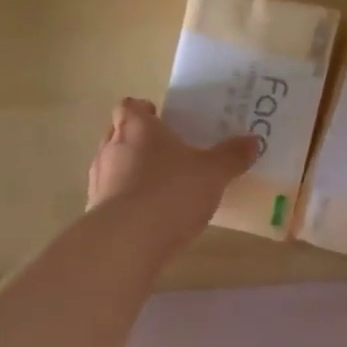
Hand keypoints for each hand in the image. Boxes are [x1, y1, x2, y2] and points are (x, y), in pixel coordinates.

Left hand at [88, 97, 257, 242]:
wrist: (128, 240)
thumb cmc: (171, 192)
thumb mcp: (213, 173)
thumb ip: (231, 156)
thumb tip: (252, 141)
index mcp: (137, 127)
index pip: (129, 106)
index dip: (142, 110)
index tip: (159, 118)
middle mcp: (111, 147)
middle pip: (118, 133)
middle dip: (138, 140)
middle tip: (165, 152)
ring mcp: (99, 180)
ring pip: (112, 165)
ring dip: (129, 171)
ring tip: (157, 186)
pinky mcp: (95, 211)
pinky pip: (111, 197)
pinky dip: (125, 201)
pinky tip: (147, 216)